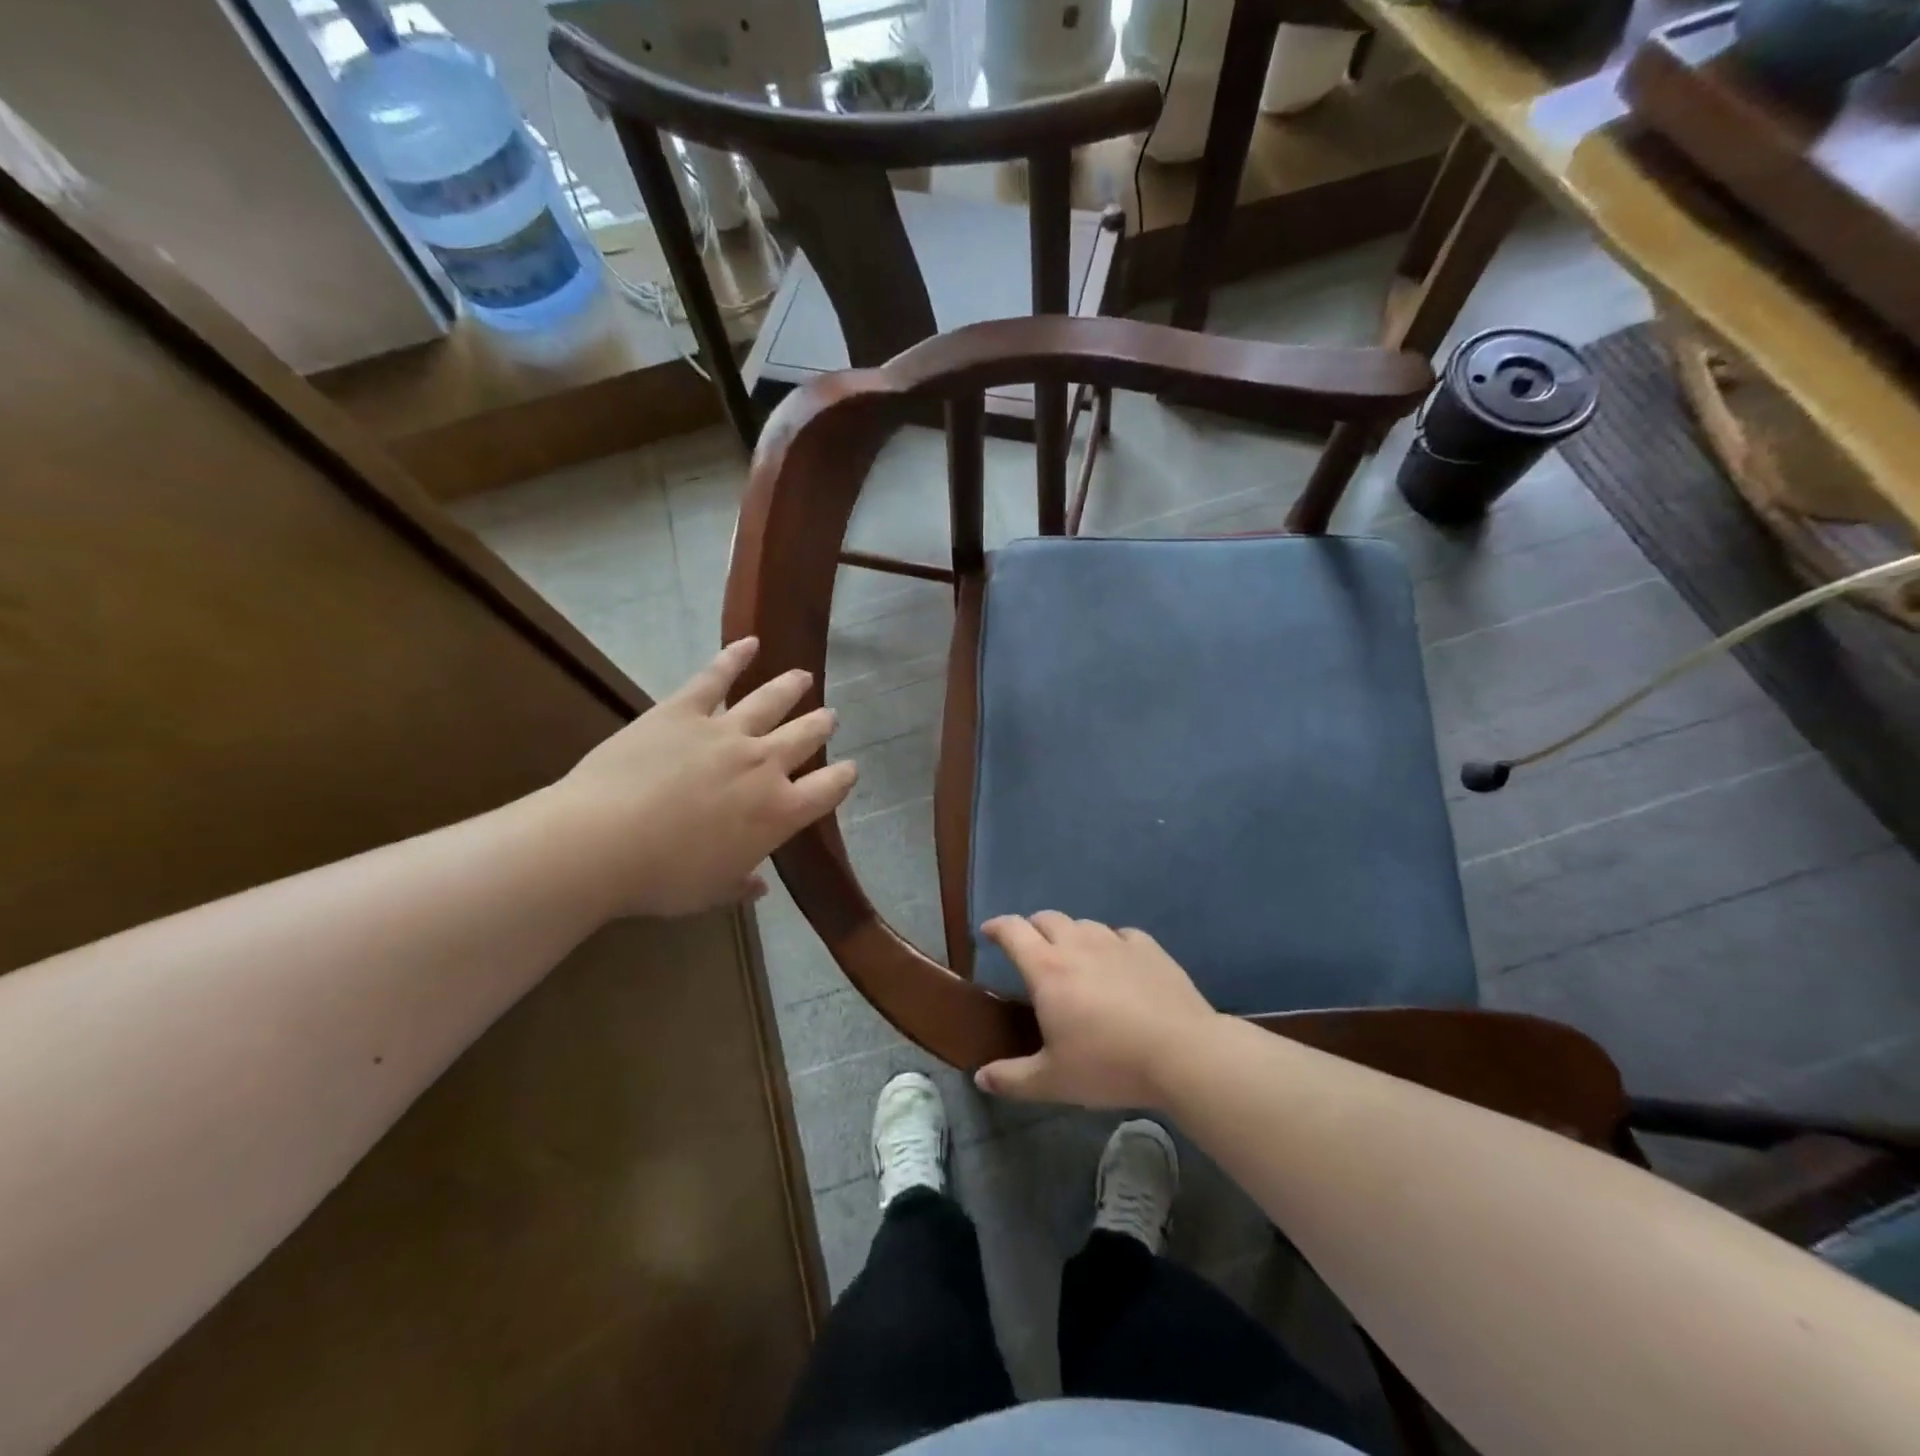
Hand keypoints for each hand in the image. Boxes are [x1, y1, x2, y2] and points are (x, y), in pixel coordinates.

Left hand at [540, 638, 855, 918]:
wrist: (602, 842)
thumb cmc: (662, 879)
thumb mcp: (710, 893)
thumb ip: (741, 884)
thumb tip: (759, 886)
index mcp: (778, 813)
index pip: (828, 789)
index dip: (843, 777)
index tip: (850, 769)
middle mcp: (764, 765)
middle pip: (806, 737)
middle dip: (821, 725)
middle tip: (829, 716)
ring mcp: (726, 732)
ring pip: (771, 701)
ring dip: (791, 687)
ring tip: (803, 676)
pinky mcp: (684, 711)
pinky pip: (715, 677)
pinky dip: (734, 656)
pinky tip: (749, 641)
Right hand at [973, 912, 1219, 1109]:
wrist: (1182, 1052)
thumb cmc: (1109, 1064)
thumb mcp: (1054, 1081)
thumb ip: (1012, 1079)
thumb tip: (980, 1077)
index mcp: (1047, 969)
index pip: (1013, 931)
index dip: (997, 927)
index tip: (989, 932)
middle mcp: (1078, 945)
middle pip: (1047, 919)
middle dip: (1033, 928)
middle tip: (1030, 949)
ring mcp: (1116, 942)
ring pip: (1084, 923)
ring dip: (1071, 934)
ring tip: (1073, 957)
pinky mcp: (1149, 948)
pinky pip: (1120, 934)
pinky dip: (1110, 942)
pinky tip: (1117, 961)